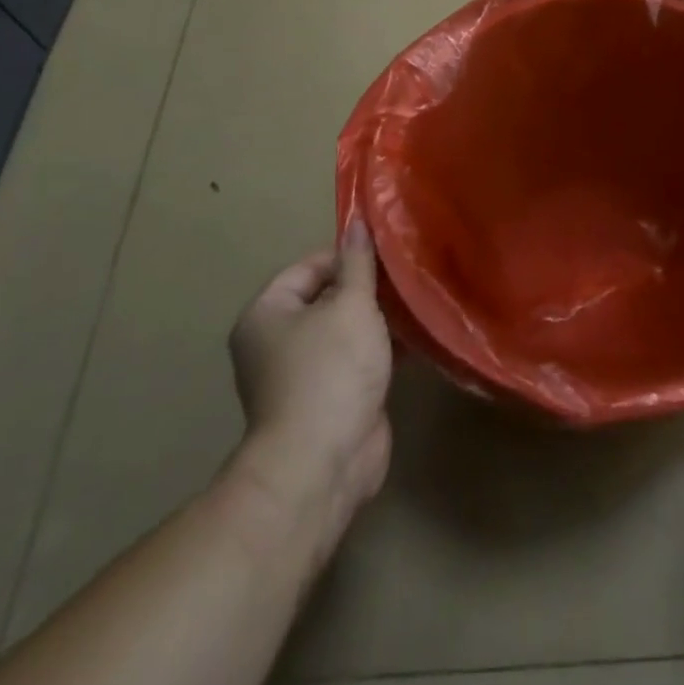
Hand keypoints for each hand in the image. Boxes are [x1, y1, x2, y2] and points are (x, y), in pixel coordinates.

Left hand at [225, 222, 392, 562]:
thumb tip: (358, 222)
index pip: (309, 267)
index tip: (387, 256)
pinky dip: (379, 350)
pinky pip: (354, 361)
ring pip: (343, 332)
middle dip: (366, 289)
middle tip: (406, 277)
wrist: (323, 463)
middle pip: (326, 298)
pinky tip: (415, 339)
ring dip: (377, 320)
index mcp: (267, 314)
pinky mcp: (327, 400)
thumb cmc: (330, 370)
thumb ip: (358, 263)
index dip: (348, 257)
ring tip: (416, 303)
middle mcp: (275, 342)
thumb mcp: (350, 305)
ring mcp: (300, 375)